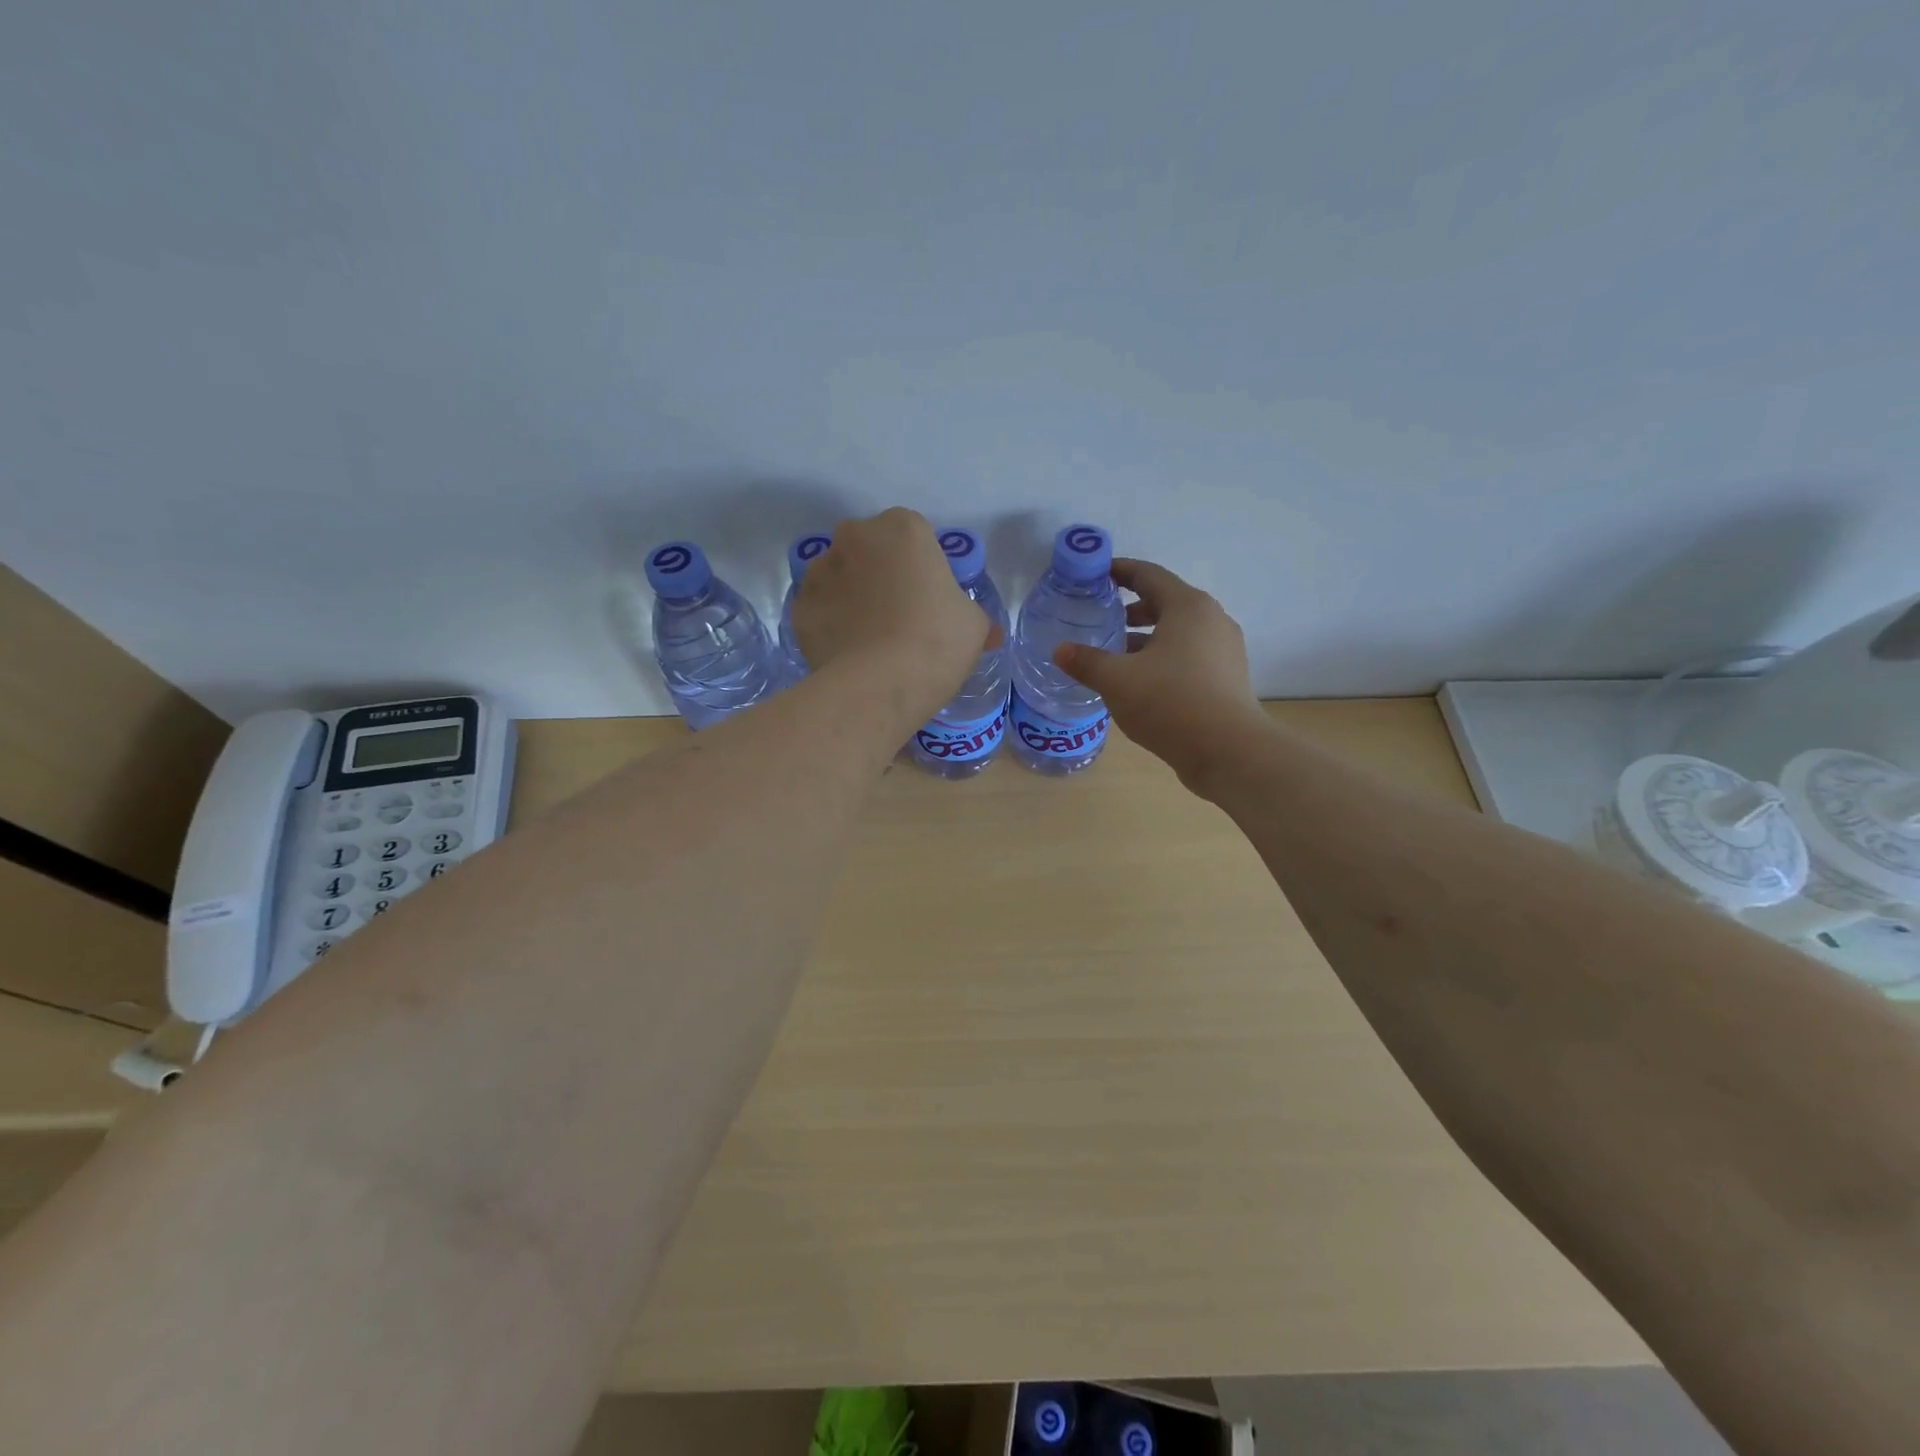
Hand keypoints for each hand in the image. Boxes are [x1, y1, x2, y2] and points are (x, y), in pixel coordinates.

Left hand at [795, 508, 999, 722]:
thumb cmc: (937, 641)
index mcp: (903, 528)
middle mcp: (855, 537)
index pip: (913, 535)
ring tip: (868, 636)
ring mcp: (821, 571)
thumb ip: (972, 615)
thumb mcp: (974, 625)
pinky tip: (847, 650)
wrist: (880, 683)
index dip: (921, 565)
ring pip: (838, 576)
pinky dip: (830, 623)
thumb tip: (988, 633)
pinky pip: (820, 609)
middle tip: (898, 613)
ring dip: (851, 594)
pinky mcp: (799, 606)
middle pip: (869, 549)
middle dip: (879, 572)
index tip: (927, 595)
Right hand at [1053, 558, 1269, 784]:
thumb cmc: (1170, 702)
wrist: (1228, 751)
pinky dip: (1164, 658)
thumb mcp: (1117, 680)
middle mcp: (1212, 619)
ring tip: (1118, 654)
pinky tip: (1143, 682)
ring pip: (1179, 632)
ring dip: (1148, 637)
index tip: (1096, 575)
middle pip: (1166, 602)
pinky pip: (1190, 655)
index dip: (1120, 571)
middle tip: (1103, 620)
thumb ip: (1086, 662)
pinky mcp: (1228, 678)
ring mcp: (1225, 649)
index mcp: (1187, 607)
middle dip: (1133, 609)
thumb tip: (1060, 650)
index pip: (1149, 575)